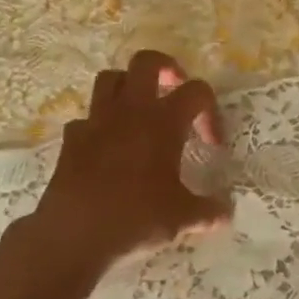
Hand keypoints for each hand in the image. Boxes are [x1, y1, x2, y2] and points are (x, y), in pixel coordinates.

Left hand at [27, 50, 231, 269]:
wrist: (74, 236)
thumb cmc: (136, 218)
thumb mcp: (182, 218)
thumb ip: (208, 210)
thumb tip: (227, 211)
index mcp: (163, 121)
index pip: (197, 92)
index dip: (210, 111)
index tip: (212, 143)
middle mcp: (130, 111)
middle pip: (146, 61)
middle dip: (165, 68)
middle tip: (175, 89)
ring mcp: (96, 121)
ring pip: (110, 79)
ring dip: (127, 86)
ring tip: (139, 109)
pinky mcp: (71, 140)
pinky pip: (86, 118)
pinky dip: (98, 125)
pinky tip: (106, 147)